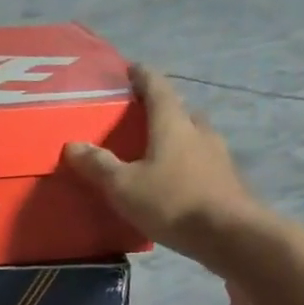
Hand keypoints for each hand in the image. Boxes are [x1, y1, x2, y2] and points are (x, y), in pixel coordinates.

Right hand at [63, 64, 262, 267]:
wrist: (231, 236)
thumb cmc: (172, 202)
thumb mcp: (124, 186)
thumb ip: (98, 165)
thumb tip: (73, 145)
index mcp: (172, 123)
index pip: (157, 87)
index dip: (142, 76)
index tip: (131, 69)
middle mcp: (198, 132)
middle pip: (179, 111)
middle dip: (160, 110)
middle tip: (139, 117)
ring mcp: (218, 156)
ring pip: (193, 137)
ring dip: (176, 138)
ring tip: (155, 151)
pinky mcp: (227, 180)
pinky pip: (202, 162)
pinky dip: (186, 163)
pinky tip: (175, 181)